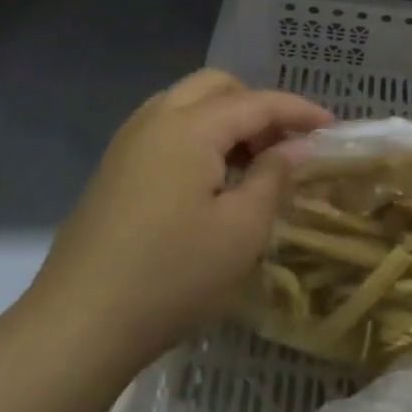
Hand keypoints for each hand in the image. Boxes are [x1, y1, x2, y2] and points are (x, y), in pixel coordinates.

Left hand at [30, 70, 333, 375]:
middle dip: (257, 106)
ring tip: (252, 163)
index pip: (256, 102)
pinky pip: (165, 129)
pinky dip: (198, 136)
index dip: (298, 111)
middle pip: (216, 86)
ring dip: (225, 119)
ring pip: (186, 104)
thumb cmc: (172, 276)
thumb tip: (296, 148)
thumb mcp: (241, 231)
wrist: (79, 324)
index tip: (332, 127)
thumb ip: (274, 177)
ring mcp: (127, 143)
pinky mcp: (113, 169)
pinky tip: (211, 180)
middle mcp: (155, 120)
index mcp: (189, 127)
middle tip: (285, 145)